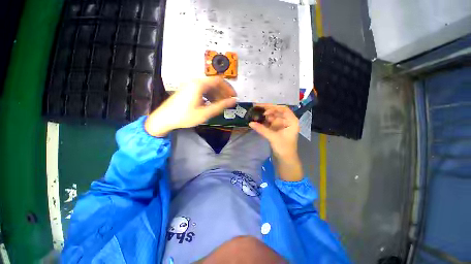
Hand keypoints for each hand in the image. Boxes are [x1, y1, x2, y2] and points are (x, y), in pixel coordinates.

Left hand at [145, 77, 236, 136]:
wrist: (164, 118)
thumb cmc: (185, 116)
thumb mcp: (205, 113)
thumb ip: (220, 106)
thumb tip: (234, 101)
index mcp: (199, 84)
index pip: (219, 81)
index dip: (228, 88)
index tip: (234, 96)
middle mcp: (194, 81)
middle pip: (213, 83)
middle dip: (223, 92)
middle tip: (228, 102)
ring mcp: (190, 85)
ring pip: (208, 87)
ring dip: (216, 94)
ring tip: (220, 104)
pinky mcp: (187, 89)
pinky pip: (202, 90)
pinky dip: (209, 96)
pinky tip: (210, 104)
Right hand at [249, 104, 301, 180]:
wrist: (285, 160)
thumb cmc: (284, 148)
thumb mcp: (273, 138)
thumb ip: (262, 129)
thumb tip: (250, 123)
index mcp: (291, 121)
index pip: (283, 109)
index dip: (273, 108)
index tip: (264, 110)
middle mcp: (287, 121)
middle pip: (276, 112)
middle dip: (267, 111)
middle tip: (256, 109)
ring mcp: (281, 125)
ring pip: (272, 117)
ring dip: (264, 116)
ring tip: (255, 114)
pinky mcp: (276, 129)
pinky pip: (269, 123)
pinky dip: (264, 122)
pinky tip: (257, 121)